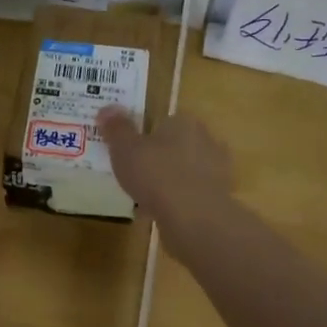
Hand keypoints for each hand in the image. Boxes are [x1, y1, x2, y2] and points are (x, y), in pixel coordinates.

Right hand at [95, 107, 232, 234]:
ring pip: (186, 171)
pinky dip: (177, 201)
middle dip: (159, 158)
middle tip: (135, 174)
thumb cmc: (156, 175)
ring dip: (169, 181)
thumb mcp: (125, 149)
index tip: (130, 151)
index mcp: (184, 122)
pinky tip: (160, 213)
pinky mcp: (219, 197)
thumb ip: (116, 128)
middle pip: (177, 145)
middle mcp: (206, 140)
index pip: (165, 121)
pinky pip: (191, 195)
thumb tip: (107, 108)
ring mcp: (217, 170)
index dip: (146, 135)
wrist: (194, 217)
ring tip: (145, 197)